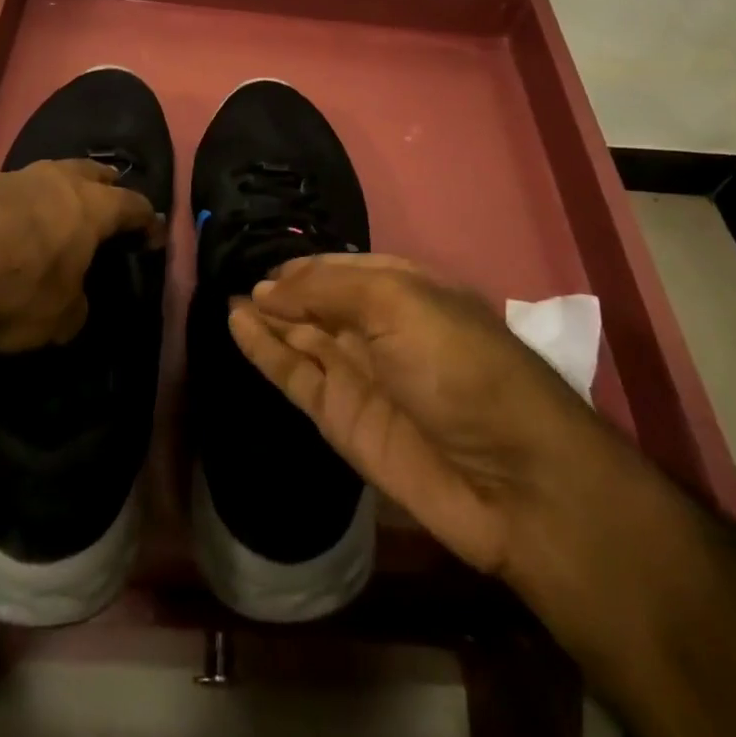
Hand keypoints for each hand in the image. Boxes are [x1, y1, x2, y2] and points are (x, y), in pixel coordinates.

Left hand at [0, 159, 161, 351]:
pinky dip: (20, 205)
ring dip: (59, 192)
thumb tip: (73, 303)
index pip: (135, 207)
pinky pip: (13, 191)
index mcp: (94, 207)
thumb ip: (75, 306)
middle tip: (112, 200)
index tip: (155, 236)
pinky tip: (10, 224)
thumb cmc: (18, 287)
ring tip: (58, 210)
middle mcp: (60, 181)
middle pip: (94, 172)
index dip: (148, 222)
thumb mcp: (59, 318)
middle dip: (108, 186)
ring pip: (50, 175)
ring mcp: (16, 177)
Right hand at [228, 254, 591, 578]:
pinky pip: (294, 375)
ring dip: (266, 317)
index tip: (263, 259)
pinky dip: (264, 352)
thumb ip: (326, 289)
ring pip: (300, 337)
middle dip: (281, 289)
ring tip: (226, 296)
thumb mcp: (397, 303)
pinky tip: (236, 326)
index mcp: (403, 289)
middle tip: (233, 272)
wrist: (509, 477)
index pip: (341, 268)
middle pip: (319, 302)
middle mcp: (378, 328)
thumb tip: (267, 289)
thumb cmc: (458, 365)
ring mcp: (358, 374)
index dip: (304, 265)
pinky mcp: (341, 418)